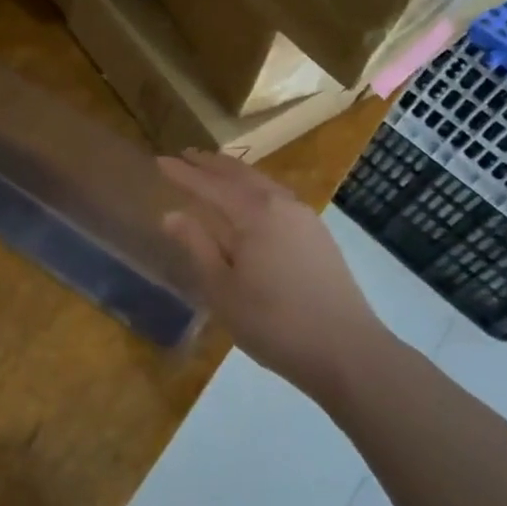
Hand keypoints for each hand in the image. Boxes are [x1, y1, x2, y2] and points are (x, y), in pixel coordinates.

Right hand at [160, 150, 383, 391]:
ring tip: (215, 170)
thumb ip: (197, 246)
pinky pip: (277, 196)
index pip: (209, 185)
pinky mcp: (318, 234)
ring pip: (262, 182)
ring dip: (234, 173)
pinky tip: (252, 200)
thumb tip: (172, 215)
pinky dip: (255, 187)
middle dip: (210, 164)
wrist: (347, 351)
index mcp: (253, 214)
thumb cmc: (274, 323)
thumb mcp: (222, 289)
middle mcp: (280, 204)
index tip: (159, 160)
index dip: (183, 174)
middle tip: (186, 154)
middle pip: (239, 174)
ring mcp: (304, 217)